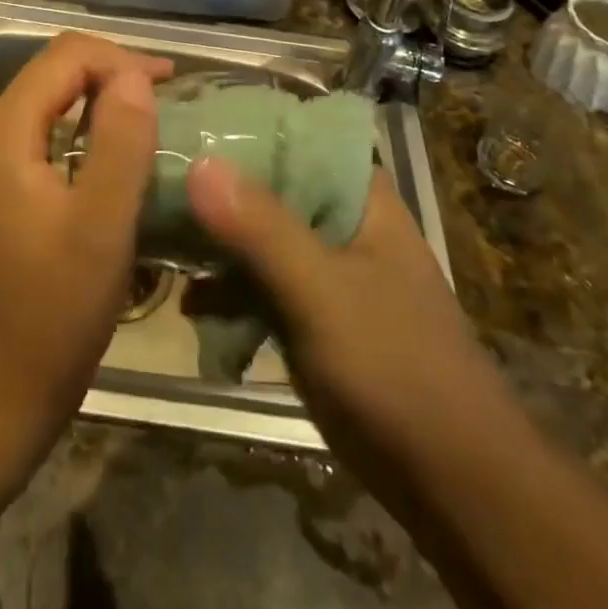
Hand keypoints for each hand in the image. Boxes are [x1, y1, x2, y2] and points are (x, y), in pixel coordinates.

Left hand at [0, 33, 172, 452]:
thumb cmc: (53, 312)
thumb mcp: (101, 224)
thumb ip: (120, 141)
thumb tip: (134, 77)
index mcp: (5, 133)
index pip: (64, 57)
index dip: (120, 59)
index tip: (171, 84)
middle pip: (55, 72)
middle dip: (113, 72)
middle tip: (168, 96)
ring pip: (53, 101)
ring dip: (103, 99)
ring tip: (153, 117)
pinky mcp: (3, 190)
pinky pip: (49, 134)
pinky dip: (89, 129)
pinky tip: (121, 153)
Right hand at [186, 161, 514, 503]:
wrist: (454, 485)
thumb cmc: (396, 369)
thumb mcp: (322, 292)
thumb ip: (261, 228)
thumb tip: (199, 162)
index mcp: (358, 196)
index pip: (293, 136)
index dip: (240, 127)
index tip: (183, 124)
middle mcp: (341, 221)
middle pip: (269, 186)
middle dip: (215, 188)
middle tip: (154, 182)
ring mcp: (327, 270)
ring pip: (260, 238)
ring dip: (216, 242)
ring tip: (158, 239)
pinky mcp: (314, 316)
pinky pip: (261, 286)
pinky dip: (229, 291)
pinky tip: (189, 305)